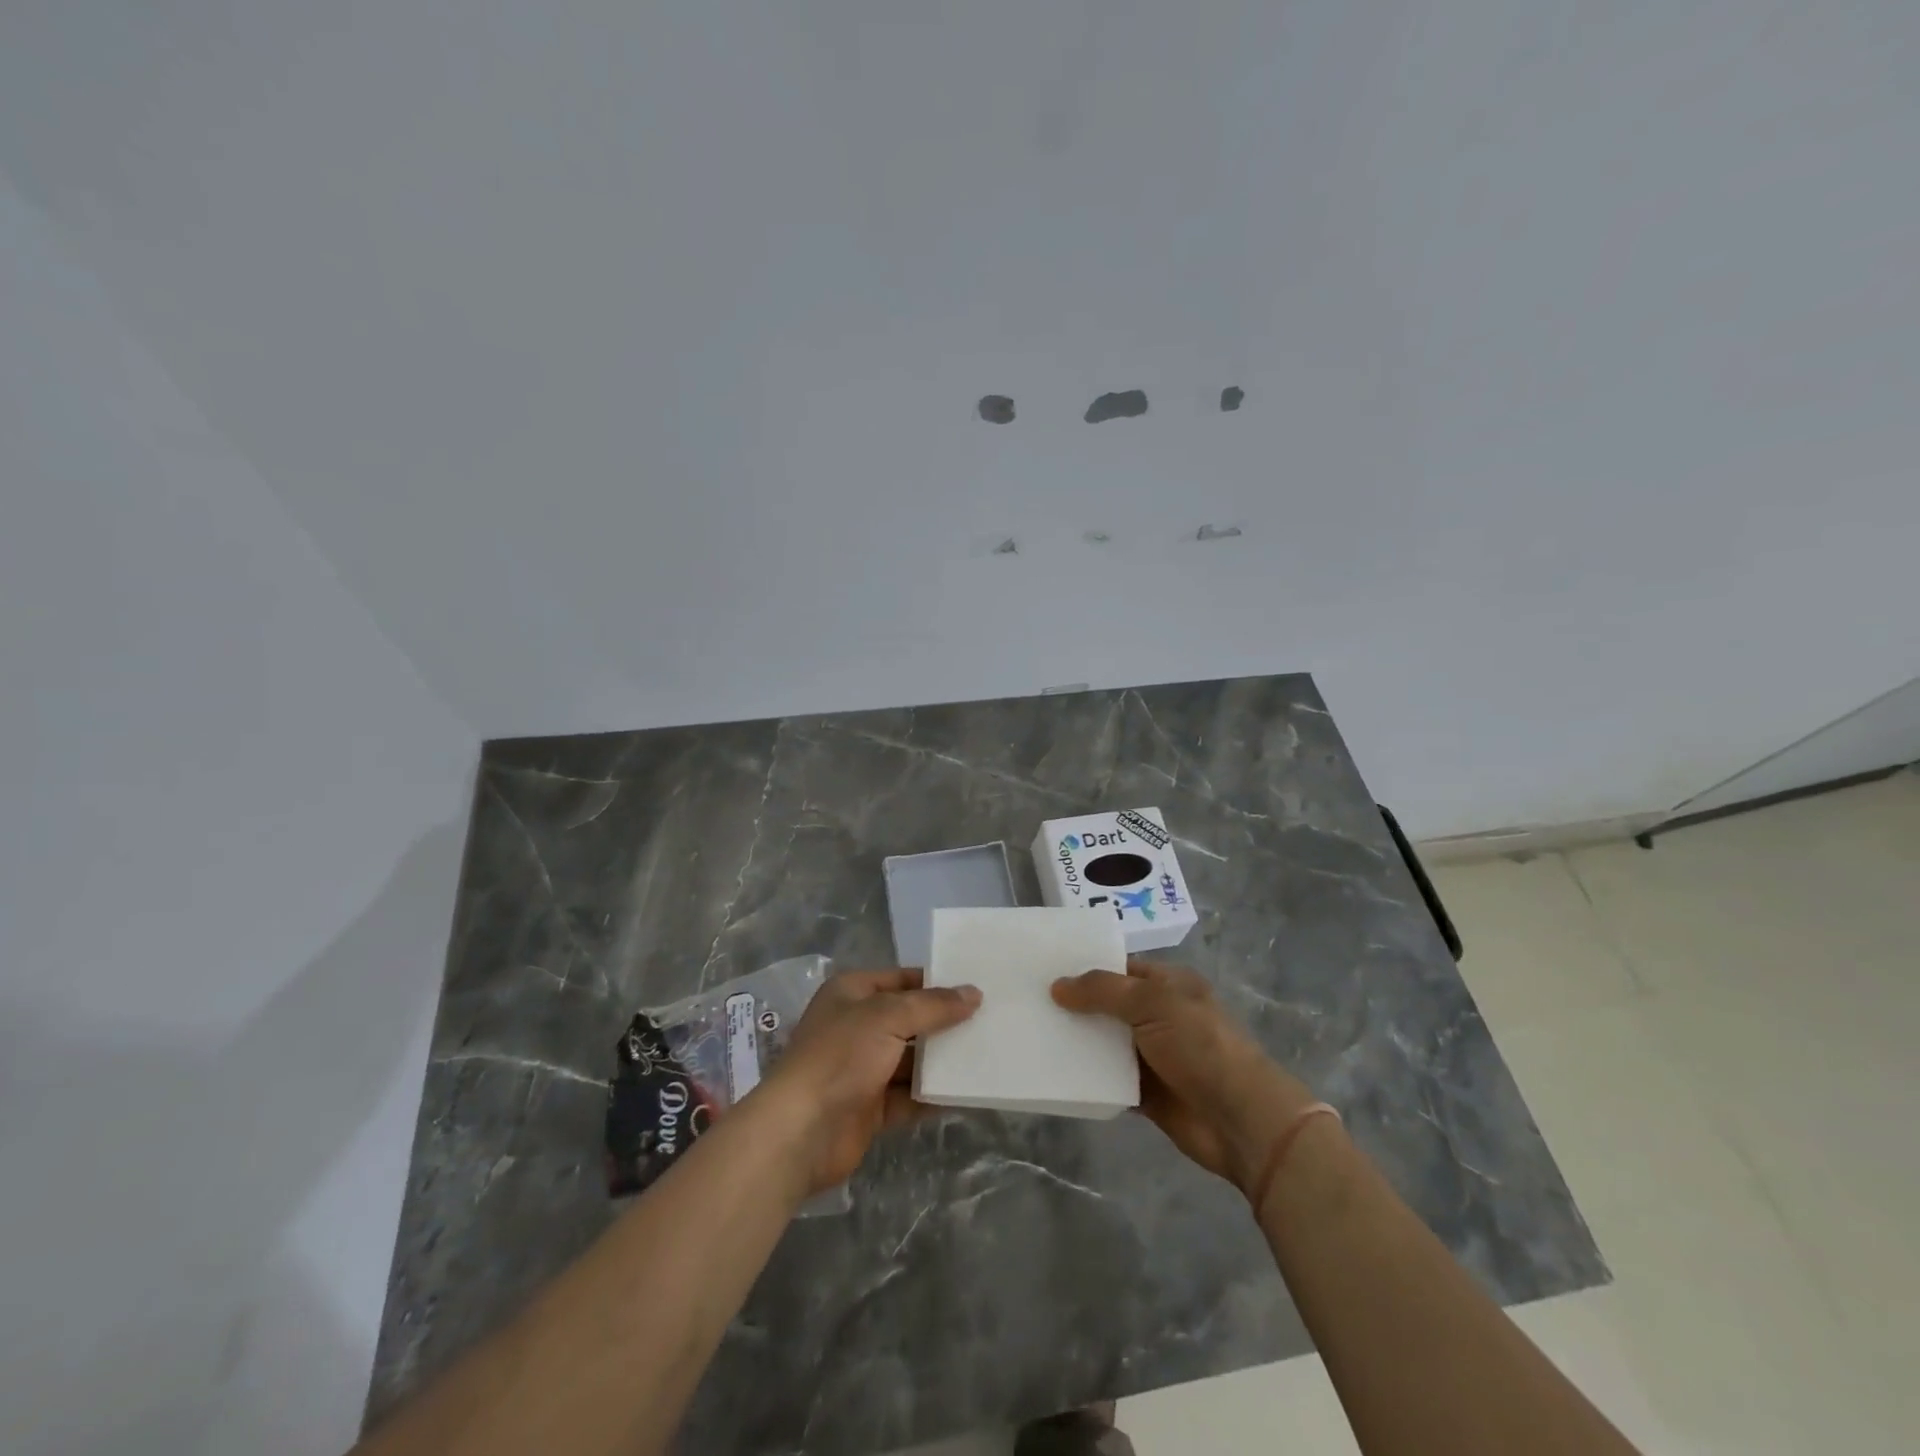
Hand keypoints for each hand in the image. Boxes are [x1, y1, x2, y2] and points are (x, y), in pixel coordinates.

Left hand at [757, 968, 980, 1195]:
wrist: (800, 1131)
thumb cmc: (840, 1056)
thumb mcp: (888, 1017)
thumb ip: (933, 1006)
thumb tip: (974, 994)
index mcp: (852, 993)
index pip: (902, 979)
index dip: (936, 982)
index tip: (976, 987)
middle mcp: (857, 1026)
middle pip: (909, 1019)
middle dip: (944, 1022)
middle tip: (990, 1021)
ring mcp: (863, 1068)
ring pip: (911, 1059)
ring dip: (942, 1060)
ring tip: (987, 1054)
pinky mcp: (870, 1107)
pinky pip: (910, 1096)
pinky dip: (934, 1095)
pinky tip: (967, 1093)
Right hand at [1053, 961, 1316, 1192]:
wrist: (1240, 1119)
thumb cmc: (1200, 1046)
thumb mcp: (1152, 1002)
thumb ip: (1103, 991)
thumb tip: (1058, 986)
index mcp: (1168, 985)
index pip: (1120, 967)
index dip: (1085, 966)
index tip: (1044, 967)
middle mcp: (1159, 1015)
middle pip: (1108, 1005)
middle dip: (1075, 1004)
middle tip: (1027, 1000)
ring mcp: (1153, 1055)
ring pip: (1105, 1043)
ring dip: (1077, 1041)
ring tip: (1031, 1033)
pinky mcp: (1146, 1093)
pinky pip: (1108, 1079)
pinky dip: (1086, 1077)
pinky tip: (1052, 1071)